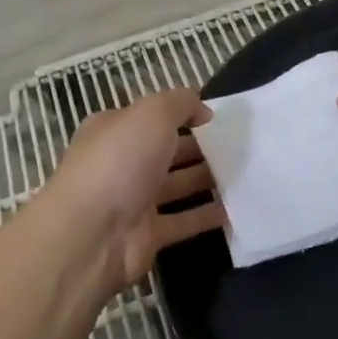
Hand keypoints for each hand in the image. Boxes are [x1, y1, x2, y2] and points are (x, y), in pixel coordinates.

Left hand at [42, 88, 224, 295]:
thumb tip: (202, 111)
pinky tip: (238, 208)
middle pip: (167, 151)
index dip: (183, 114)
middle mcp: (122, 163)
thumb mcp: (152, 114)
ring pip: (178, 185)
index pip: (152, 117)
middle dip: (201, 147)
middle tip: (241, 146)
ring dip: (208, 179)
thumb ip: (181, 103)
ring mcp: (134, 201)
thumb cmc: (119, 162)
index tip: (218, 118)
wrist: (90, 234)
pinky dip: (208, 215)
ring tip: (247, 173)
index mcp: (115, 130)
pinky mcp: (148, 235)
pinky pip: (184, 221)